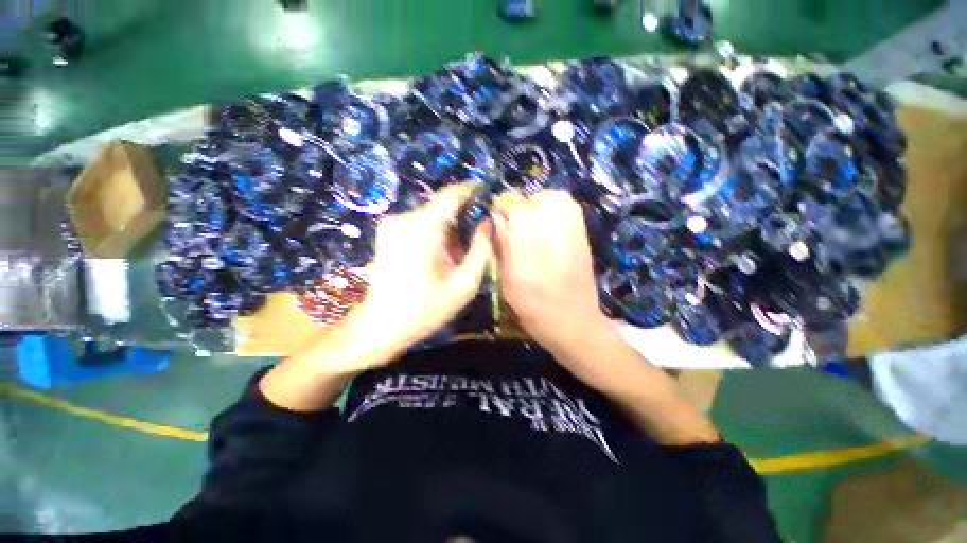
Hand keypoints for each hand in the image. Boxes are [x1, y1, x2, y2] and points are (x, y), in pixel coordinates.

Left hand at [352, 183, 493, 361]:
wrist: (381, 324)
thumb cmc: (426, 308)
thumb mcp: (464, 284)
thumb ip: (481, 250)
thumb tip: (487, 223)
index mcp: (423, 228)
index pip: (451, 195)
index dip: (471, 190)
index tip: (487, 193)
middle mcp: (404, 218)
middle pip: (441, 205)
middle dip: (462, 216)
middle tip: (477, 235)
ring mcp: (392, 224)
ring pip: (431, 215)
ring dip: (448, 227)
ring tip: (457, 253)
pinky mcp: (387, 232)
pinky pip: (418, 223)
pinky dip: (434, 232)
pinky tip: (438, 255)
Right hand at [492, 190, 610, 355]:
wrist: (574, 322)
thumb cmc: (532, 307)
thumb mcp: (505, 280)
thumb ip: (500, 246)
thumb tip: (495, 219)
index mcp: (525, 246)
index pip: (512, 204)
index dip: (501, 207)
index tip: (497, 218)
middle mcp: (550, 232)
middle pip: (534, 198)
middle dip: (521, 205)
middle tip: (515, 223)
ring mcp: (572, 231)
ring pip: (555, 197)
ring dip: (540, 204)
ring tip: (533, 221)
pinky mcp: (584, 235)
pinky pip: (571, 207)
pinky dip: (558, 208)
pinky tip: (550, 225)